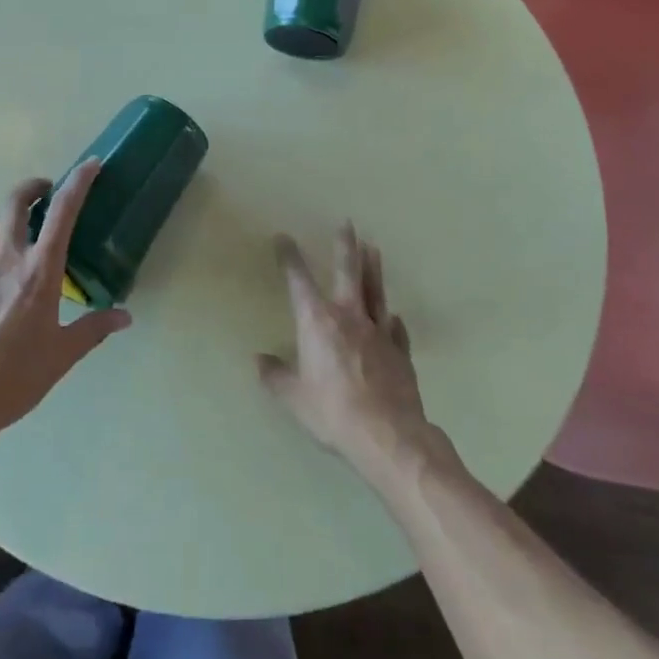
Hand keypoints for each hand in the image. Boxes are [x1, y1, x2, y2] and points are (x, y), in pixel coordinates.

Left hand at [0, 161, 130, 459]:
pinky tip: (9, 275)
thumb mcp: (62, 355)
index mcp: (39, 272)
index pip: (62, 213)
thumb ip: (94, 329)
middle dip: (33, 187)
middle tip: (50, 190)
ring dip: (12, 214)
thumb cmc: (16, 377)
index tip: (91, 165)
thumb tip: (124, 316)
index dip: (78, 182)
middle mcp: (8, 261)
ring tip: (29, 227)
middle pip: (14, 203)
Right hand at [258, 223, 436, 487]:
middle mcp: (348, 317)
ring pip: (375, 291)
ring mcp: (378, 331)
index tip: (283, 238)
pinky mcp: (400, 351)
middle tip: (348, 223)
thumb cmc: (333, 413)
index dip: (289, 257)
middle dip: (345, 246)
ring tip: (374, 248)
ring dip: (373, 268)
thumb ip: (276, 377)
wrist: (389, 435)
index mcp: (317, 322)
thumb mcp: (295, 398)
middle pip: (348, 272)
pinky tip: (393, 316)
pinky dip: (391, 320)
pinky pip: (395, 328)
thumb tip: (259, 361)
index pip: (299, 280)